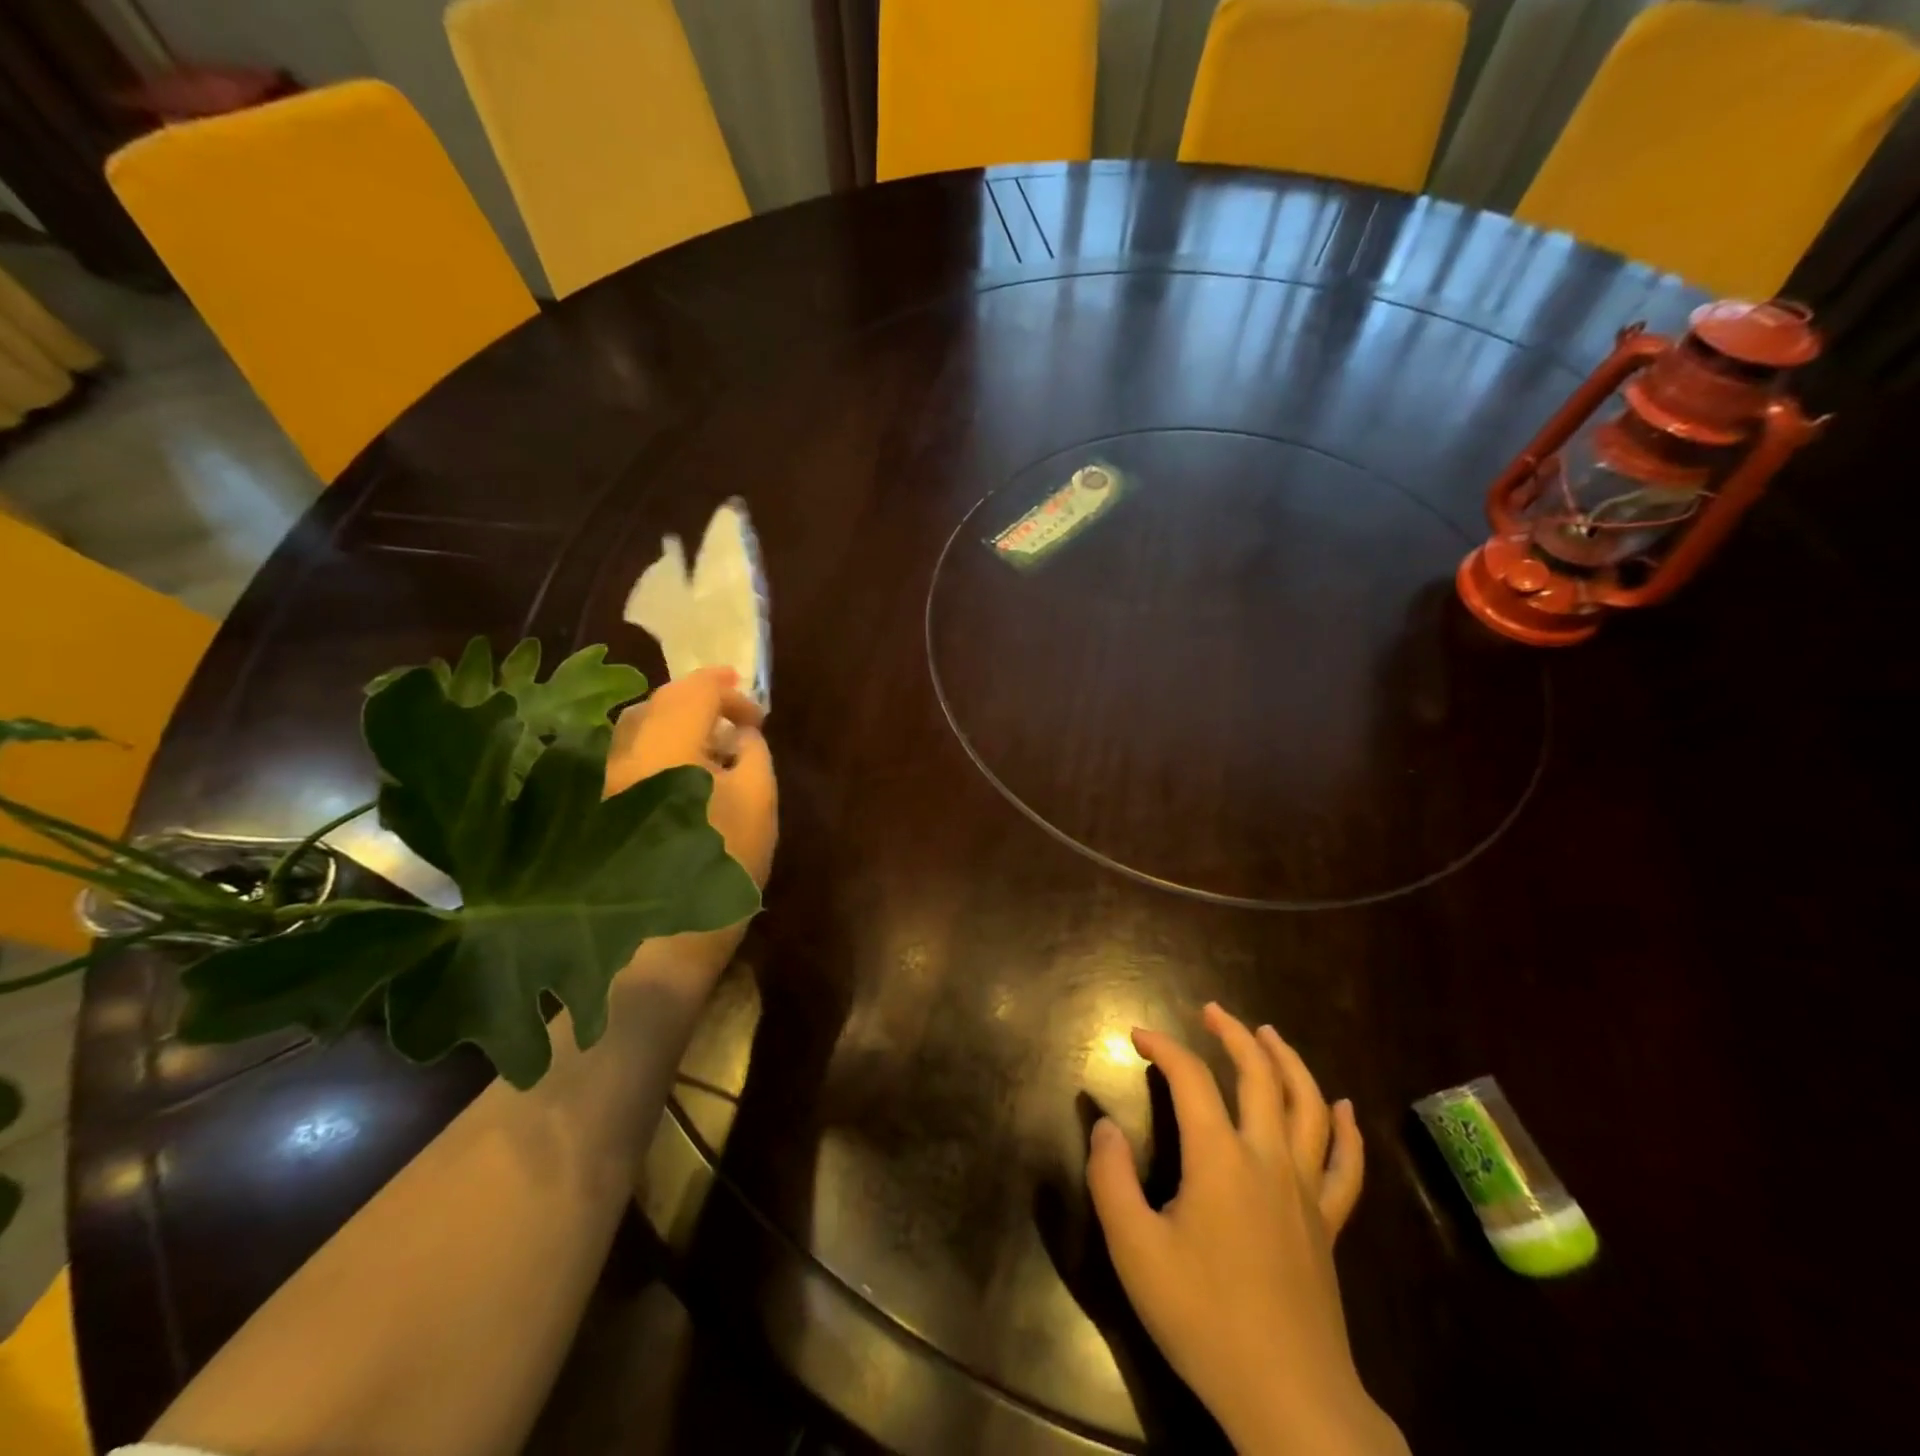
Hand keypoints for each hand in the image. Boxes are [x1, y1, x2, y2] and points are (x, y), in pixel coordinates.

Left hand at [604, 666, 776, 887]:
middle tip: (735, 721)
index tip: (757, 713)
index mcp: (663, 745)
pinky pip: (626, 761)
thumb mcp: (758, 803)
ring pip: (637, 733)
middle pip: (659, 704)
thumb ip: (754, 754)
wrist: (658, 946)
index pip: (694, 692)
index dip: (729, 691)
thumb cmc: (719, 868)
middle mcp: (619, 753)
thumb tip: (741, 732)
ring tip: (709, 749)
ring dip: (675, 727)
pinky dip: (655, 754)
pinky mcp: (589, 810)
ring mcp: (596, 783)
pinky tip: (679, 780)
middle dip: (700, 703)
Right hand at [1086, 1003, 1405, 1455]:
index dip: (1163, 1047)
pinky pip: (1346, 1166)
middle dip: (1233, 1035)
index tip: (1137, 1035)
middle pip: (1259, 1075)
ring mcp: (1306, 1190)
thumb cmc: (1203, 1319)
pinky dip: (1346, 1130)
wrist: (1288, 1399)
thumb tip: (1105, 1126)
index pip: (1191, 1079)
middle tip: (1211, 1011)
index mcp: (1220, 1158)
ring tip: (1268, 1034)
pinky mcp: (1329, 1224)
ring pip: (1308, 1106)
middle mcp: (1268, 1158)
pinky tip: (1343, 1107)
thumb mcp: (1135, 1251)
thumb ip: (1111, 1179)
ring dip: (1288, 1061)